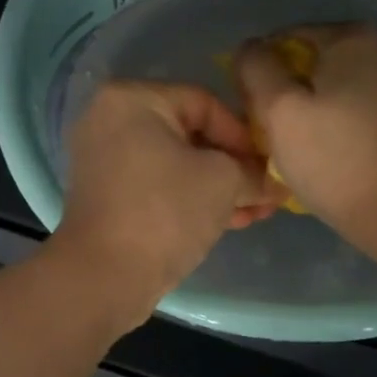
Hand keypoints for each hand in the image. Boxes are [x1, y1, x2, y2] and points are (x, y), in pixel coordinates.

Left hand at [51, 80, 280, 318]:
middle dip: (234, 166)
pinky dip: (189, 197)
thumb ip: (252, 172)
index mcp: (132, 99)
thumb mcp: (223, 182)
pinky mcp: (106, 192)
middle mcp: (110, 119)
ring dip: (218, 186)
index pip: (206, 103)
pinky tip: (229, 220)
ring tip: (256, 212)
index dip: (244, 136)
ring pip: (176, 163)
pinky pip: (157, 184)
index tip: (269, 167)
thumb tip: (273, 182)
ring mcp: (104, 157)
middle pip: (190, 134)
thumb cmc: (165, 212)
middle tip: (267, 192)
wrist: (103, 277)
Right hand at [234, 22, 376, 245]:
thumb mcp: (278, 108)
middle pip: (311, 62)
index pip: (284, 39)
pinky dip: (337, 123)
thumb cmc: (333, 157)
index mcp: (352, 37)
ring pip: (333, 87)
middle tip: (272, 132)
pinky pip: (356, 108)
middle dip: (287, 91)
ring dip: (310, 109)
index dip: (260, 72)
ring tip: (299, 147)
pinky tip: (329, 154)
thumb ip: (256, 67)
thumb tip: (251, 48)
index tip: (254, 110)